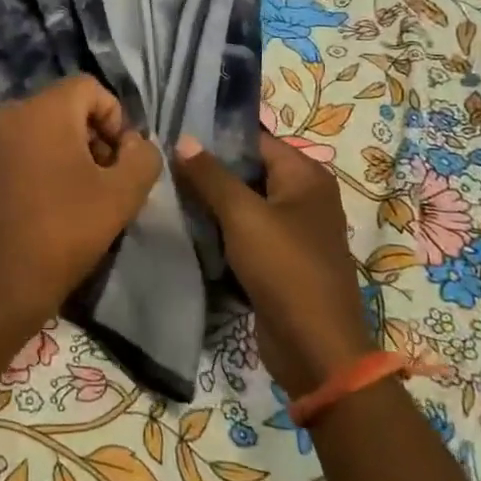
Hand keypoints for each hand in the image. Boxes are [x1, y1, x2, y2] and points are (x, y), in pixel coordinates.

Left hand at [0, 76, 162, 344]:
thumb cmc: (63, 232)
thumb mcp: (122, 194)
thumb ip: (143, 157)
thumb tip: (135, 145)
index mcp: (42, 109)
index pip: (91, 88)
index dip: (117, 119)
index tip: (124, 162)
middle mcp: (13, 113)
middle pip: (69, 107)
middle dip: (98, 137)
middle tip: (110, 182)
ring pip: (49, 129)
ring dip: (76, 154)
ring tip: (88, 198)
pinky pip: (28, 149)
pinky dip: (50, 165)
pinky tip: (59, 205)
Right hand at [174, 132, 373, 398]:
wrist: (315, 348)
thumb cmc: (285, 269)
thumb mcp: (243, 215)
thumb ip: (211, 175)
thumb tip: (183, 139)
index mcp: (306, 176)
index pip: (256, 139)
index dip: (217, 135)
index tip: (176, 132)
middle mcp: (304, 196)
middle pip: (249, 170)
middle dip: (210, 168)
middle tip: (165, 161)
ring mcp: (294, 230)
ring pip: (245, 202)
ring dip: (213, 200)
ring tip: (169, 189)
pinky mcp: (281, 259)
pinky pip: (246, 231)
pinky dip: (222, 228)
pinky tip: (189, 224)